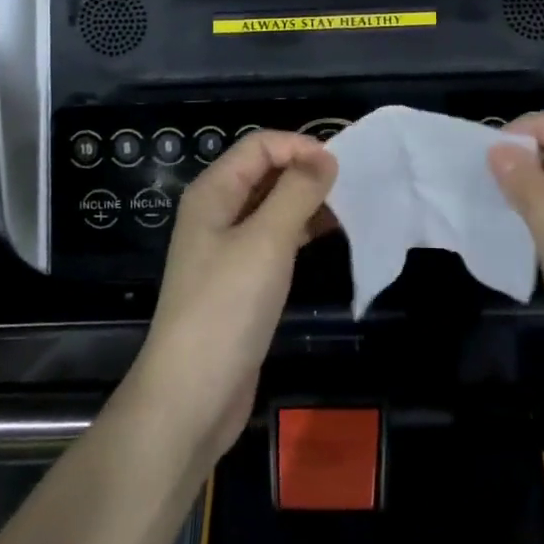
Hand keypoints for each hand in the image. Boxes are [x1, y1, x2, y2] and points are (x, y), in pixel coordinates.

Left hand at [126, 131, 336, 464]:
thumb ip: (297, 192)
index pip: (260, 145)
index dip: (299, 146)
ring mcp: (228, 247)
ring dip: (307, 200)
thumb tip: (325, 156)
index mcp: (213, 192)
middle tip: (352, 184)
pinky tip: (331, 235)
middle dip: (306, 170)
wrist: (191, 398)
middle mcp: (217, 212)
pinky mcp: (242, 279)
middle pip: (265, 171)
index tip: (339, 166)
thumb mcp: (266, 242)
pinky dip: (301, 230)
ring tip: (349, 207)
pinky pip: (275, 238)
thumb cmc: (226, 309)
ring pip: (273, 205)